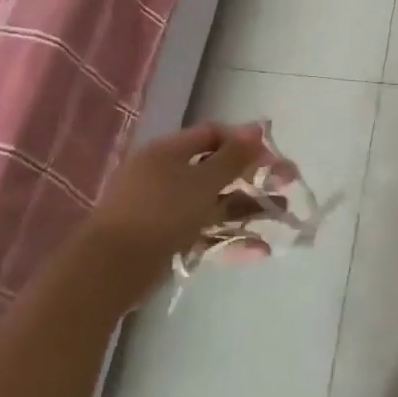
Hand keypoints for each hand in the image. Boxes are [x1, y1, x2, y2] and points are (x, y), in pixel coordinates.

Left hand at [81, 122, 273, 296]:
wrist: (110, 269)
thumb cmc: (159, 212)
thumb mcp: (202, 181)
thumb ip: (233, 157)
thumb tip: (257, 127)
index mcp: (169, 152)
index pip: (213, 136)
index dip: (244, 142)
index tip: (273, 158)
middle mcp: (167, 175)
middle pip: (217, 171)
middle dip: (254, 178)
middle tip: (288, 185)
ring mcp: (165, 210)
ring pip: (214, 204)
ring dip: (248, 209)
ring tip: (282, 216)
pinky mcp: (166, 241)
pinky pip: (204, 234)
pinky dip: (229, 240)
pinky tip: (258, 251)